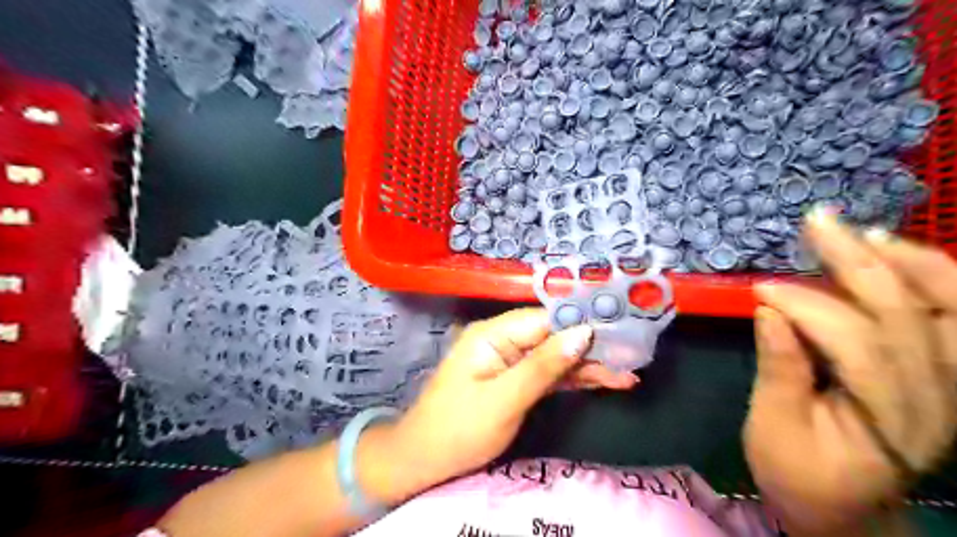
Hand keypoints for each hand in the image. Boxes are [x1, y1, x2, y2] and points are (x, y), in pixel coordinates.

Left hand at [385, 308, 638, 491]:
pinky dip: (573, 379)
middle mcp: (503, 340)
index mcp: (493, 333)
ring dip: (587, 365)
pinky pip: (548, 374)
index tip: (619, 327)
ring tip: (627, 373)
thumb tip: (583, 333)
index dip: (581, 322)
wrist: (425, 460)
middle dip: (590, 346)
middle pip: (553, 336)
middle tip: (632, 355)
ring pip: (555, 356)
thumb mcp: (504, 399)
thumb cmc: (459, 428)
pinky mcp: (515, 380)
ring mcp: (510, 360)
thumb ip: (543, 366)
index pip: (545, 319)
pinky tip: (603, 381)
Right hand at [747, 208, 955, 531]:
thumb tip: (769, 311)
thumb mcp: (772, 428)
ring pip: (950, 310)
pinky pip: (952, 317)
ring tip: (860, 232)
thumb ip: (779, 370)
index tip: (759, 289)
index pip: (855, 343)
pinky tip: (895, 255)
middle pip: (908, 315)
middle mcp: (937, 399)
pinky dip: (930, 280)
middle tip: (817, 223)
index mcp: (887, 421)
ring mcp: (951, 386)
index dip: (805, 307)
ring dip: (907, 262)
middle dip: (857, 262)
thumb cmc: (798, 473)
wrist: (844, 509)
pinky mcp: (944, 375)